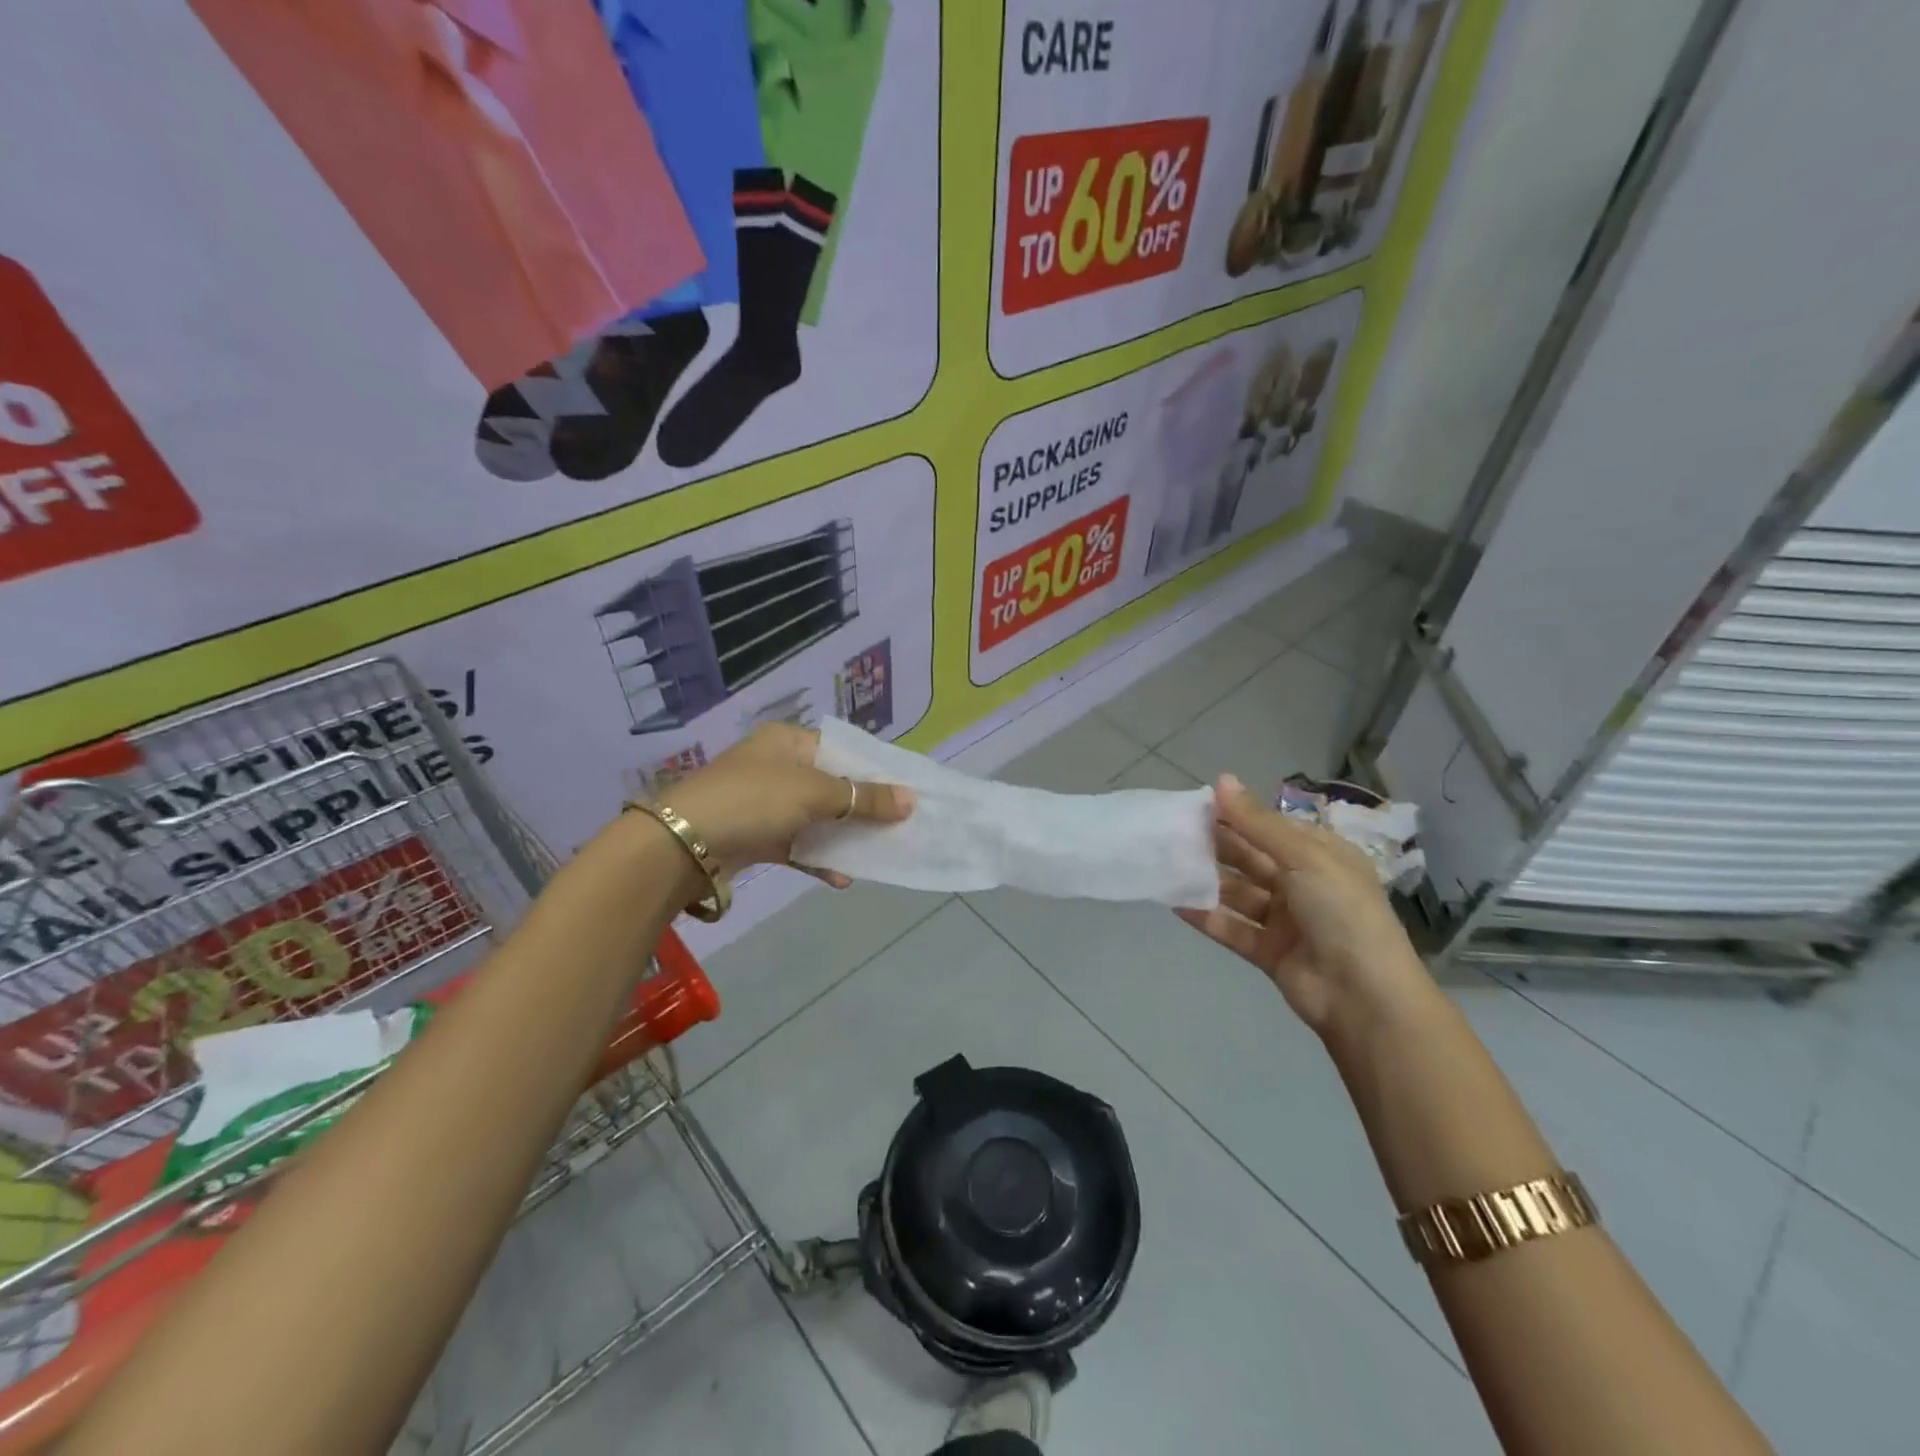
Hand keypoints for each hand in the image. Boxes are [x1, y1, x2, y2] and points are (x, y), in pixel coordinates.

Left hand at [659, 723, 913, 886]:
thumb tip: (911, 800)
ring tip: (879, 855)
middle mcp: (779, 767)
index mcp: (789, 741)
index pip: (844, 750)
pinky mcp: (758, 836)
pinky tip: (842, 877)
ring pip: (818, 819)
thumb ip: (862, 798)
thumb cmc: (753, 800)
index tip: (908, 792)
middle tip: (900, 827)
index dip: (876, 771)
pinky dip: (820, 858)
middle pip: (834, 786)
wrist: (682, 844)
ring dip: (845, 838)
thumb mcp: (814, 793)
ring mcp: (766, 803)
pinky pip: (799, 844)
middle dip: (864, 809)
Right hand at [1177, 774, 1436, 1048]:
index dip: (1237, 815)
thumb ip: (1257, 823)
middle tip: (1174, 832)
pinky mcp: (1269, 951)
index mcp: (1321, 855)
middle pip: (1252, 859)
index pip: (1272, 827)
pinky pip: (1233, 928)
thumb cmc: (1342, 912)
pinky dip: (1207, 916)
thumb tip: (1222, 779)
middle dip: (1217, 846)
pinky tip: (1176, 903)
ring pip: (1239, 893)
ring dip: (1208, 880)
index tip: (1196, 804)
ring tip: (1168, 865)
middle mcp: (1304, 883)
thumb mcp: (1304, 858)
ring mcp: (1286, 920)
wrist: (1365, 997)